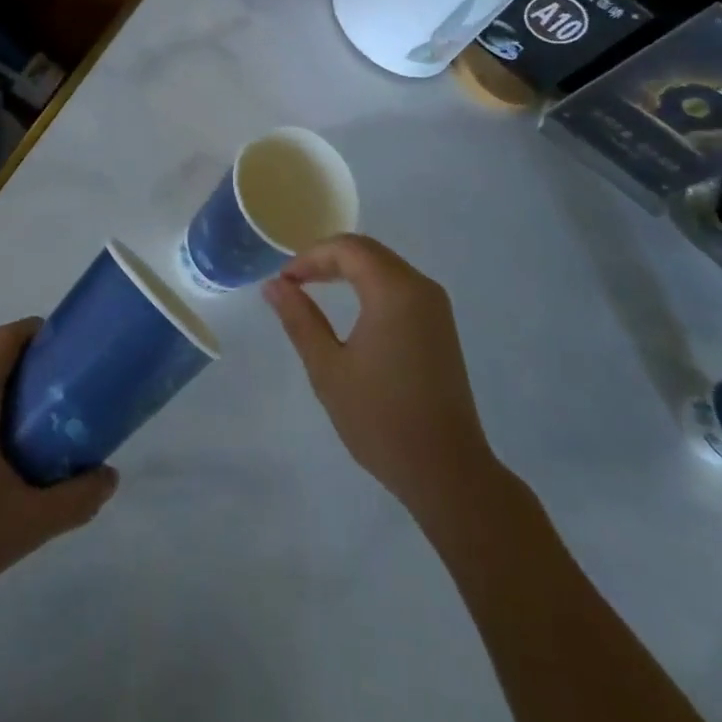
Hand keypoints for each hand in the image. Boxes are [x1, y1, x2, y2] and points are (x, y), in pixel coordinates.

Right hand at [263, 234, 494, 522]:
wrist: (447, 472)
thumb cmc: (381, 419)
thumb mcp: (328, 368)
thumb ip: (299, 319)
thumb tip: (274, 285)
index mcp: (394, 291)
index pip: (347, 249)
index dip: (310, 257)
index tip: (283, 282)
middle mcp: (420, 287)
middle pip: (367, 251)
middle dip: (327, 259)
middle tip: (293, 283)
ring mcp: (435, 306)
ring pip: (384, 265)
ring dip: (348, 270)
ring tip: (314, 290)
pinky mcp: (440, 325)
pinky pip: (399, 285)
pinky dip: (369, 284)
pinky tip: (350, 307)